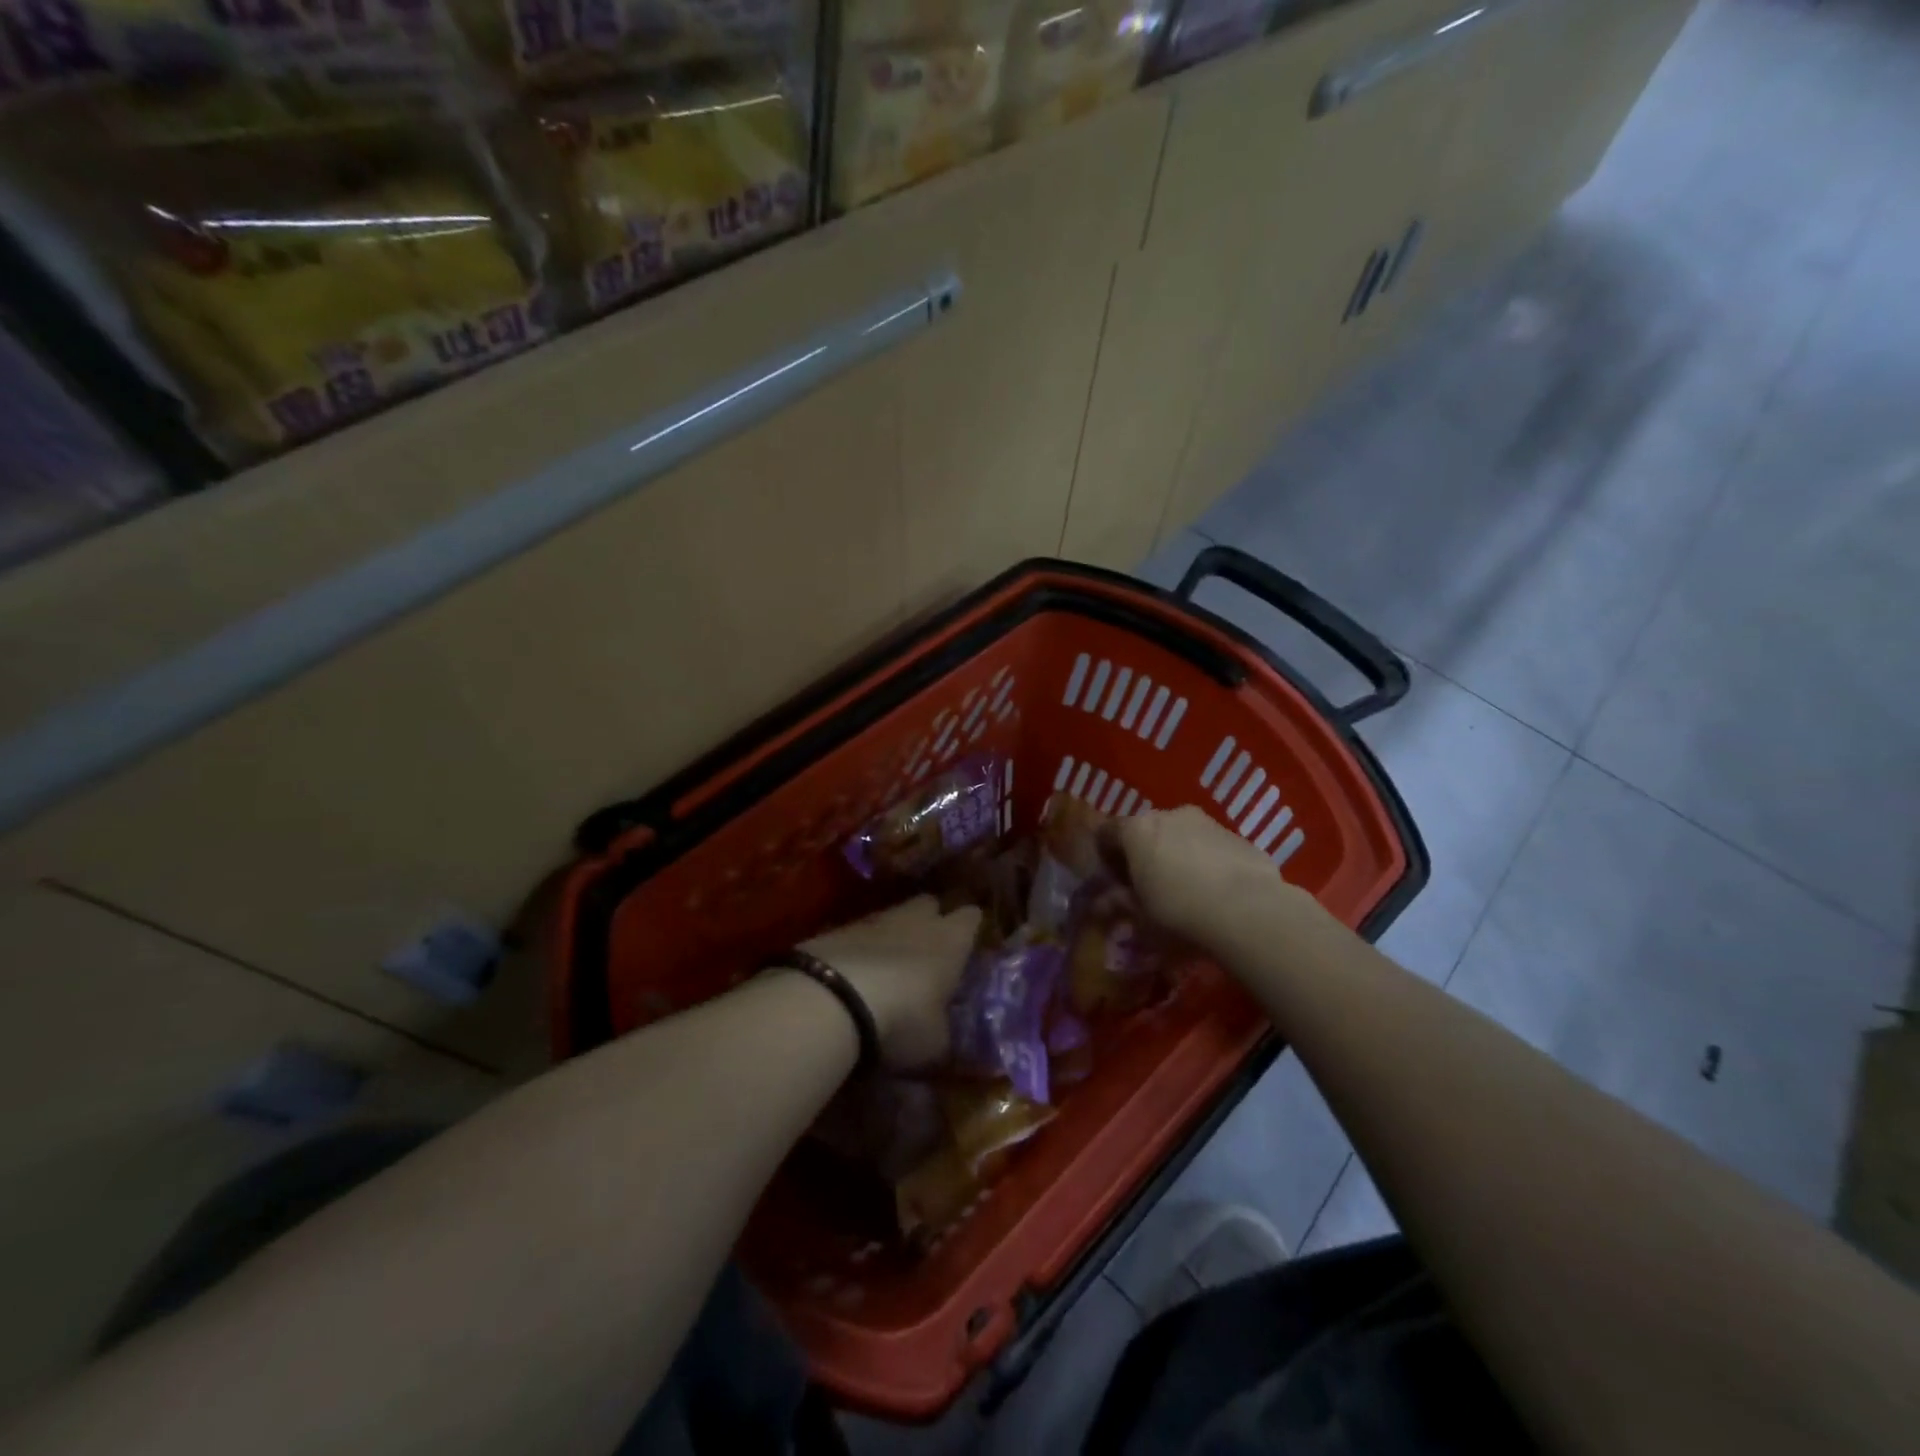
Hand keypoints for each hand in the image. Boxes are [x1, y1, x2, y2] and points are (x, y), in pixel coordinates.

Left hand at [801, 896, 981, 1069]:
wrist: (832, 1000)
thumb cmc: (902, 1019)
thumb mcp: (934, 1041)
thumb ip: (942, 1028)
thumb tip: (942, 1029)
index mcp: (951, 940)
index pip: (971, 917)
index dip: (970, 928)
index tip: (969, 943)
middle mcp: (917, 919)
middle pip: (929, 903)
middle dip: (930, 920)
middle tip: (928, 950)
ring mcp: (874, 919)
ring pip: (892, 915)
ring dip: (892, 934)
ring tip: (888, 965)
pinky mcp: (837, 928)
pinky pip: (858, 931)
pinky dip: (860, 947)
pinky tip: (854, 974)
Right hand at [1102, 806, 1292, 942]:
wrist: (1248, 909)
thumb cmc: (1179, 911)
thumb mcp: (1141, 917)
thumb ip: (1120, 904)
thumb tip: (1103, 904)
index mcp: (1135, 830)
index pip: (1106, 833)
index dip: (1106, 856)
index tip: (1113, 881)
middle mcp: (1168, 815)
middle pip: (1145, 830)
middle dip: (1143, 853)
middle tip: (1148, 886)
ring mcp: (1206, 821)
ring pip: (1180, 834)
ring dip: (1176, 855)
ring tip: (1185, 889)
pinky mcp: (1237, 835)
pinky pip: (1210, 845)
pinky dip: (1206, 860)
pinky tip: (1215, 891)